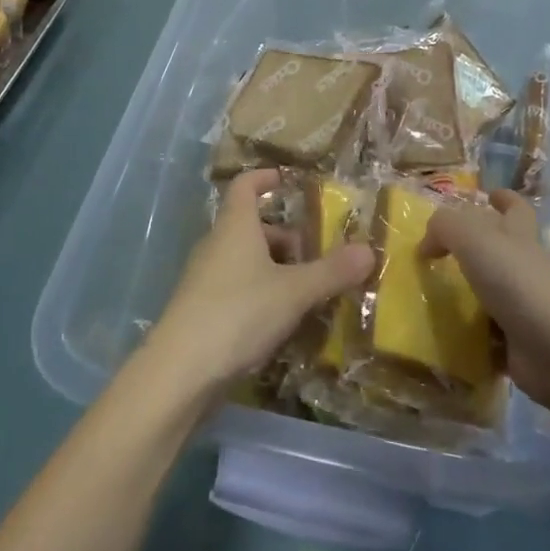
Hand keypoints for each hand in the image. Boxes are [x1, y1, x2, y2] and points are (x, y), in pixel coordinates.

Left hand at [144, 170, 374, 399]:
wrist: (179, 372)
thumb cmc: (238, 314)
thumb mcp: (294, 292)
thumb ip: (332, 271)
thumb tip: (369, 250)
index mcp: (235, 226)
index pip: (245, 185)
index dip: (265, 178)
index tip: (288, 181)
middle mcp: (217, 245)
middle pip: (253, 227)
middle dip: (286, 237)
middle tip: (318, 255)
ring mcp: (206, 279)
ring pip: (246, 260)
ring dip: (277, 269)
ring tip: (308, 291)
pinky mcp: (202, 311)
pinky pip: (238, 288)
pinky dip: (262, 294)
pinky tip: (283, 321)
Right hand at [424, 189, 549, 412]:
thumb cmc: (519, 283)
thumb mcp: (474, 239)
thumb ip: (444, 228)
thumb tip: (426, 244)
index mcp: (519, 237)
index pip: (516, 210)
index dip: (504, 199)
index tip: (489, 195)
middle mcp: (524, 269)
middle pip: (503, 252)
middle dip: (477, 249)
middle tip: (441, 253)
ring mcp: (524, 309)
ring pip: (491, 295)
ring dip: (465, 296)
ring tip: (428, 295)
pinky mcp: (518, 345)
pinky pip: (486, 336)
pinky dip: (467, 337)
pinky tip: (439, 337)